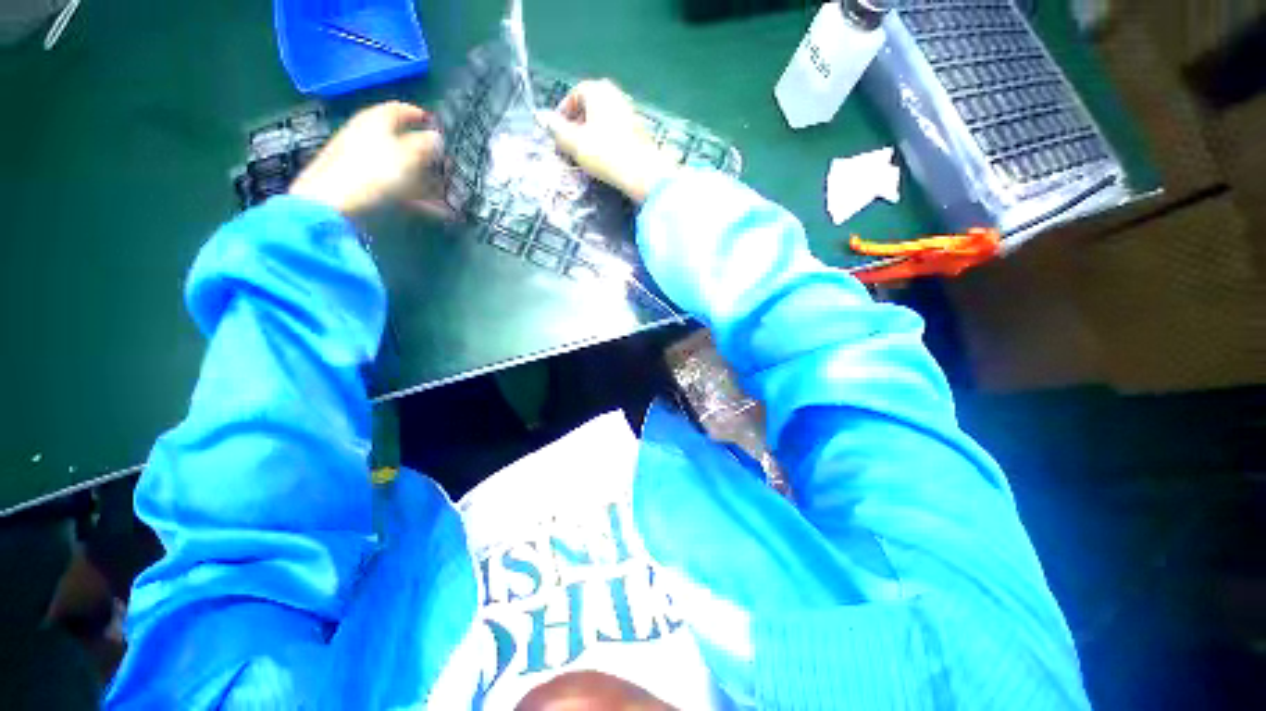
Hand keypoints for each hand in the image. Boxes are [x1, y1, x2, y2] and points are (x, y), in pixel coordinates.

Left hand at [289, 101, 448, 222]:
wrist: (333, 203)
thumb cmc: (372, 172)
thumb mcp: (407, 155)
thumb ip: (426, 145)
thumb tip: (437, 138)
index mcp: (376, 121)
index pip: (401, 110)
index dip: (420, 116)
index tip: (438, 126)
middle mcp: (370, 138)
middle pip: (405, 143)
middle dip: (430, 157)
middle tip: (449, 168)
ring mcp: (367, 163)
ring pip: (405, 169)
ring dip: (430, 182)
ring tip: (450, 195)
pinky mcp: (368, 187)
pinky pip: (401, 189)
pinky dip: (421, 198)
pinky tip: (439, 211)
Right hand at [539, 80, 676, 203]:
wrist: (642, 172)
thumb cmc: (606, 154)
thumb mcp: (575, 143)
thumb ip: (557, 129)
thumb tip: (544, 118)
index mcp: (598, 90)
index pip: (575, 94)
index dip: (563, 112)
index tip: (558, 130)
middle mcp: (615, 94)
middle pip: (590, 105)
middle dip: (577, 122)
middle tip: (570, 142)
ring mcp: (629, 111)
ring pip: (603, 118)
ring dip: (591, 131)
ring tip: (584, 151)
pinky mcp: (639, 130)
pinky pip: (615, 129)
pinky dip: (605, 138)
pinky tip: (603, 156)